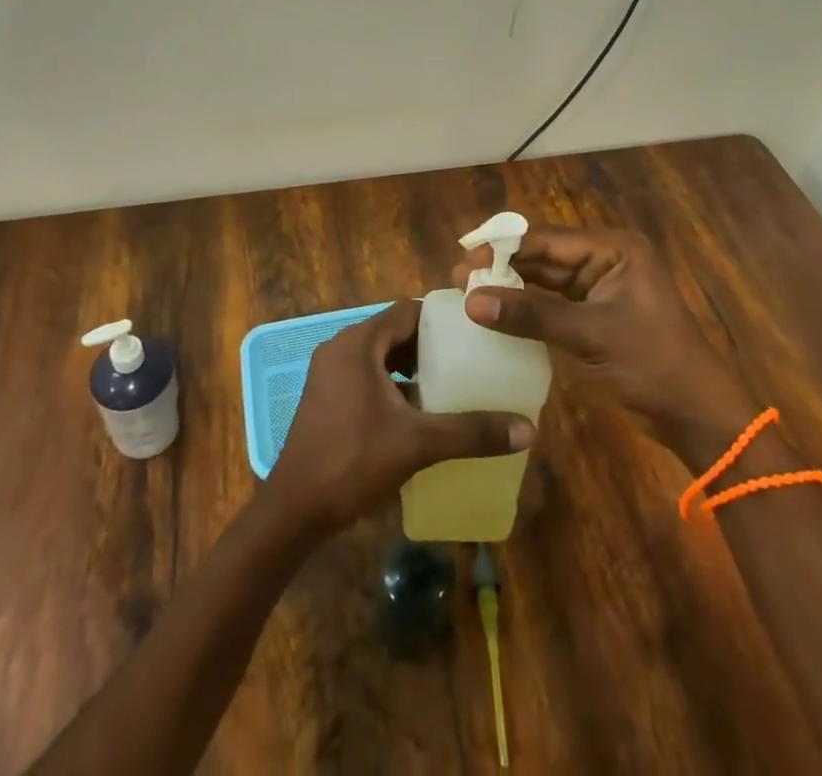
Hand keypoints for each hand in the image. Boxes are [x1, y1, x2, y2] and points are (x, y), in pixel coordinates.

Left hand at [265, 299, 534, 537]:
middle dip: (430, 345)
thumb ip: (471, 433)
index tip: (474, 331)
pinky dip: (392, 384)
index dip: (441, 318)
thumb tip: (528, 429)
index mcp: (358, 344)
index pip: (407, 311)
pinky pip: (367, 375)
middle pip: (394, 332)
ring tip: (450, 383)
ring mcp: (330, 373)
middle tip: (469, 360)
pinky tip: (418, 411)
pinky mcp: (327, 397)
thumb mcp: (417, 444)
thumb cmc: (352, 462)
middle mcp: (341, 348)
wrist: (293, 510)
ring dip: (411, 366)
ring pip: (380, 355)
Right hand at [458, 225, 750, 447]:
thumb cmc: (651, 366)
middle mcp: (606, 258)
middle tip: (458, 279)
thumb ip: (530, 315)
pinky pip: (554, 301)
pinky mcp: (596, 312)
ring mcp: (602, 285)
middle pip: (544, 255)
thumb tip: (471, 301)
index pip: (547, 240)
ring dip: (511, 285)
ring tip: (468, 293)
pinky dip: (527, 306)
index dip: (503, 248)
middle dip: (503, 266)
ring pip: (545, 278)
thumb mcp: (589, 336)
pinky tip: (497, 312)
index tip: (463, 260)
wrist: (698, 417)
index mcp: (614, 248)